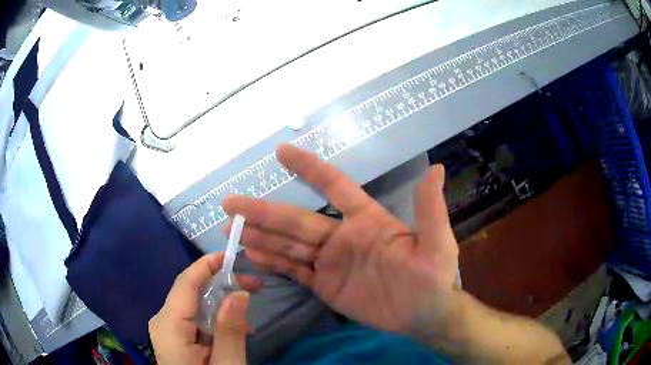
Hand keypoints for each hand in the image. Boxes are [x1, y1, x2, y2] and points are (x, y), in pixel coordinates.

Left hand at [149, 253, 261, 364]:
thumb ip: (230, 331)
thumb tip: (239, 292)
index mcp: (169, 326)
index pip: (186, 283)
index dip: (207, 264)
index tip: (233, 255)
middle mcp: (162, 320)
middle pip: (189, 291)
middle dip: (220, 284)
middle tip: (254, 285)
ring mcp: (165, 328)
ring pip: (192, 304)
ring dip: (220, 302)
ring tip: (249, 311)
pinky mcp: (172, 336)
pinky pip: (192, 318)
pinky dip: (213, 318)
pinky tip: (232, 328)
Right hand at [223, 144, 458, 335]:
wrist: (423, 315)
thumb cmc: (432, 277)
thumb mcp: (436, 244)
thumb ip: (429, 210)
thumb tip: (436, 169)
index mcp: (366, 220)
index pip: (334, 186)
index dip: (309, 168)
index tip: (281, 151)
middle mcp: (342, 236)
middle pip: (296, 220)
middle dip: (263, 211)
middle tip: (231, 203)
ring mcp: (330, 262)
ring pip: (289, 245)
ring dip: (261, 236)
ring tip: (231, 228)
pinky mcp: (325, 285)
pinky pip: (294, 270)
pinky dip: (273, 262)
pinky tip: (252, 254)